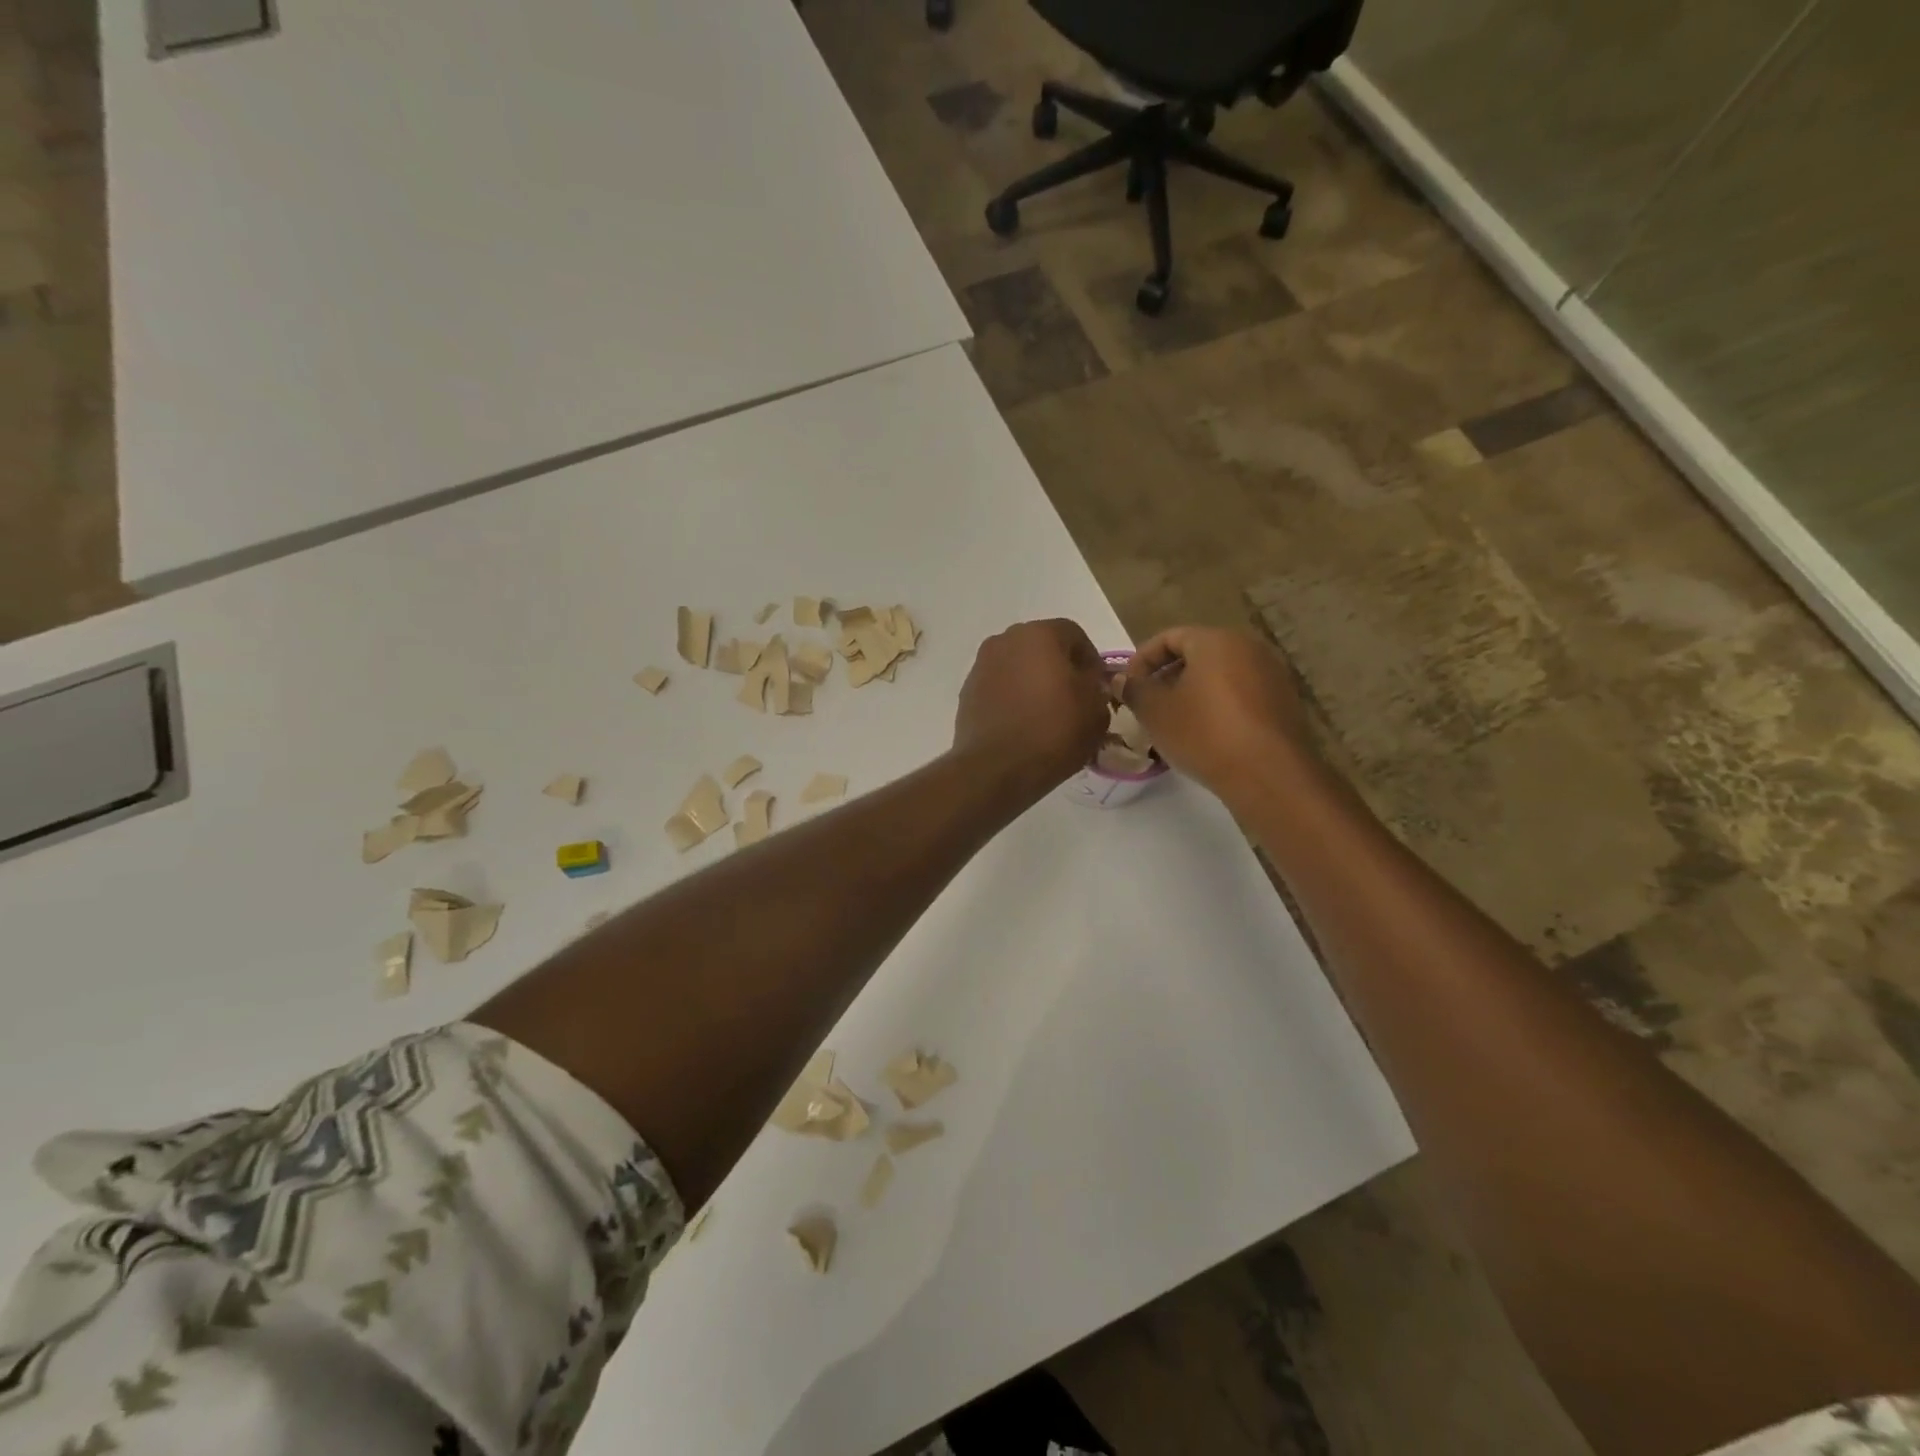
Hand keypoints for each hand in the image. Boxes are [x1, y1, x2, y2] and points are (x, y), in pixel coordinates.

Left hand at [953, 619, 1111, 798]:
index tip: (1097, 687)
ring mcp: (982, 666)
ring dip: (1033, 682)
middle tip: (1074, 699)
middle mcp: (1005, 640)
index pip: (1074, 635)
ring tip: (1046, 714)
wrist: (996, 768)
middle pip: (1042, 647)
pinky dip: (1013, 698)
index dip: (1090, 660)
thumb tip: (1087, 684)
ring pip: (1018, 667)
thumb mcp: (1096, 711)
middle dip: (1059, 668)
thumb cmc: (1053, 731)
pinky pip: (999, 687)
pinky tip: (1022, 724)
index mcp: (1039, 634)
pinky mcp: (967, 692)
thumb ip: (1097, 688)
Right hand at [1121, 627, 1314, 797]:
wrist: (1269, 775)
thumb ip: (1134, 690)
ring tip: (1174, 722)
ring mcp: (1272, 675)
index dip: (1142, 660)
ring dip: (1193, 692)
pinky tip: (1206, 734)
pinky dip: (1219, 706)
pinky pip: (1242, 694)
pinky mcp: (1284, 702)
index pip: (1170, 637)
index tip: (1128, 687)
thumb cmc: (1204, 734)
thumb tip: (1120, 679)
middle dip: (1168, 676)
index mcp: (1216, 640)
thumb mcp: (1156, 712)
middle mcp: (1249, 647)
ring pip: (1220, 675)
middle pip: (1198, 653)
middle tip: (1148, 704)